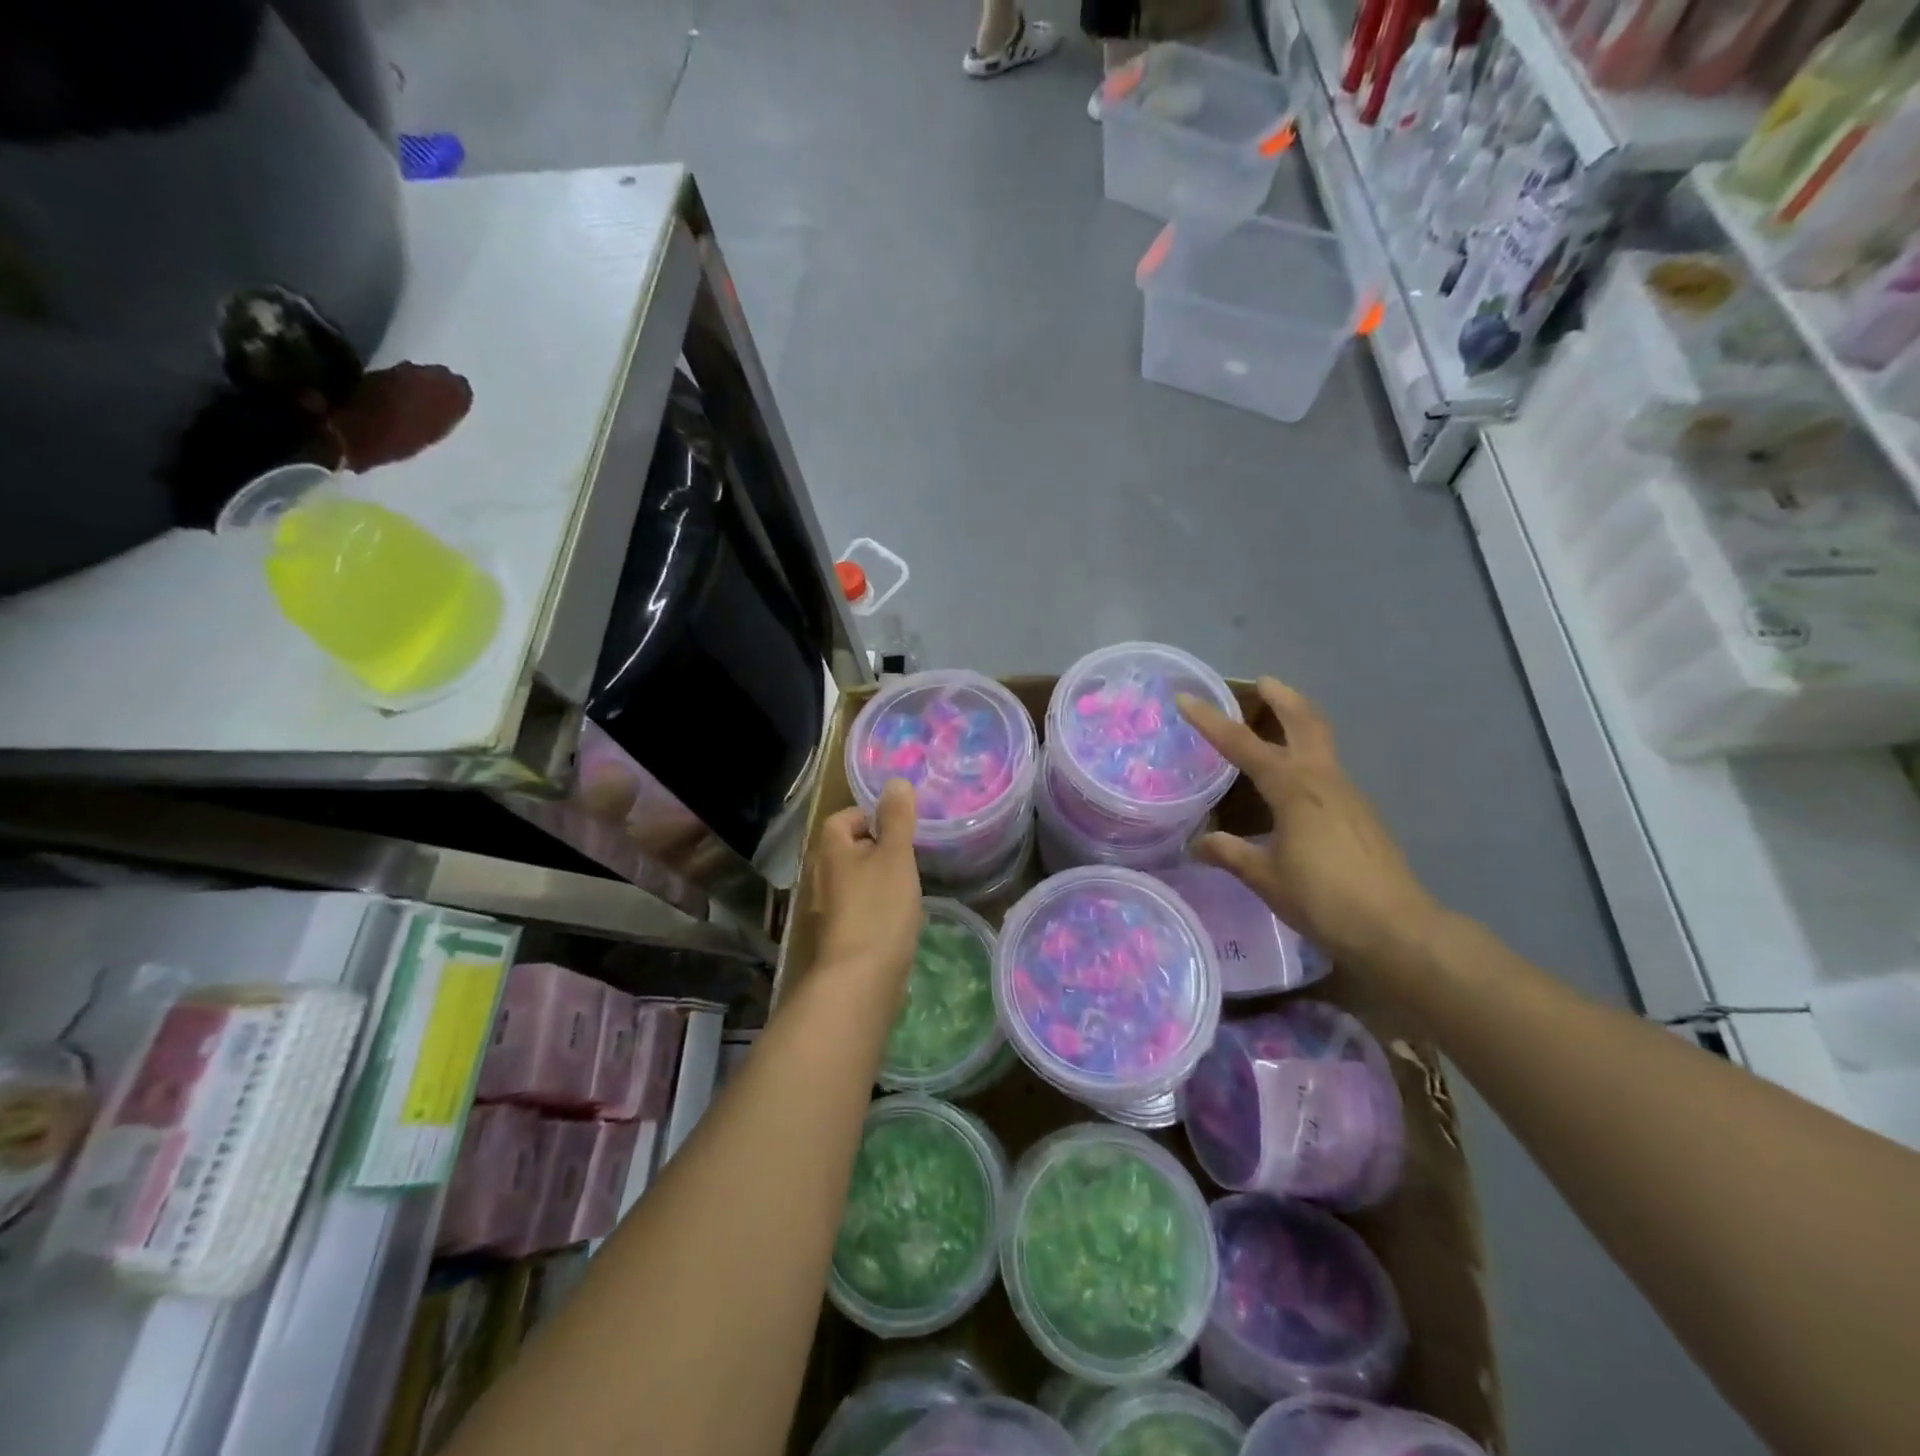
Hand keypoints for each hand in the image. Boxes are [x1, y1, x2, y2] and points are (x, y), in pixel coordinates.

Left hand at [811, 779, 923, 986]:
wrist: (860, 980)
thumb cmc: (879, 909)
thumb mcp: (895, 856)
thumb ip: (897, 819)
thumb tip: (895, 781)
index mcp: (830, 851)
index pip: (842, 818)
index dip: (869, 817)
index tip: (898, 829)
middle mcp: (820, 877)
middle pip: (847, 850)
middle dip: (876, 849)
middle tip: (908, 857)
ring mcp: (826, 911)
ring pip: (853, 882)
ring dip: (877, 880)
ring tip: (907, 888)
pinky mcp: (837, 938)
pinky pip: (857, 910)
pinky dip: (875, 908)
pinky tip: (897, 920)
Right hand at [1177, 676, 1441, 965]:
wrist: (1397, 929)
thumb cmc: (1324, 899)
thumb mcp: (1266, 878)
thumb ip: (1230, 854)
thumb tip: (1197, 845)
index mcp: (1294, 789)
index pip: (1243, 745)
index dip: (1211, 721)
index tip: (1186, 698)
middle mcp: (1323, 780)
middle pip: (1305, 722)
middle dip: (1283, 698)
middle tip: (1262, 683)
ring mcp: (1348, 795)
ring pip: (1322, 743)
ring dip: (1299, 723)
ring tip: (1274, 724)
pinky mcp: (1361, 814)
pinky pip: (1328, 770)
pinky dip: (1308, 756)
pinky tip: (1294, 784)